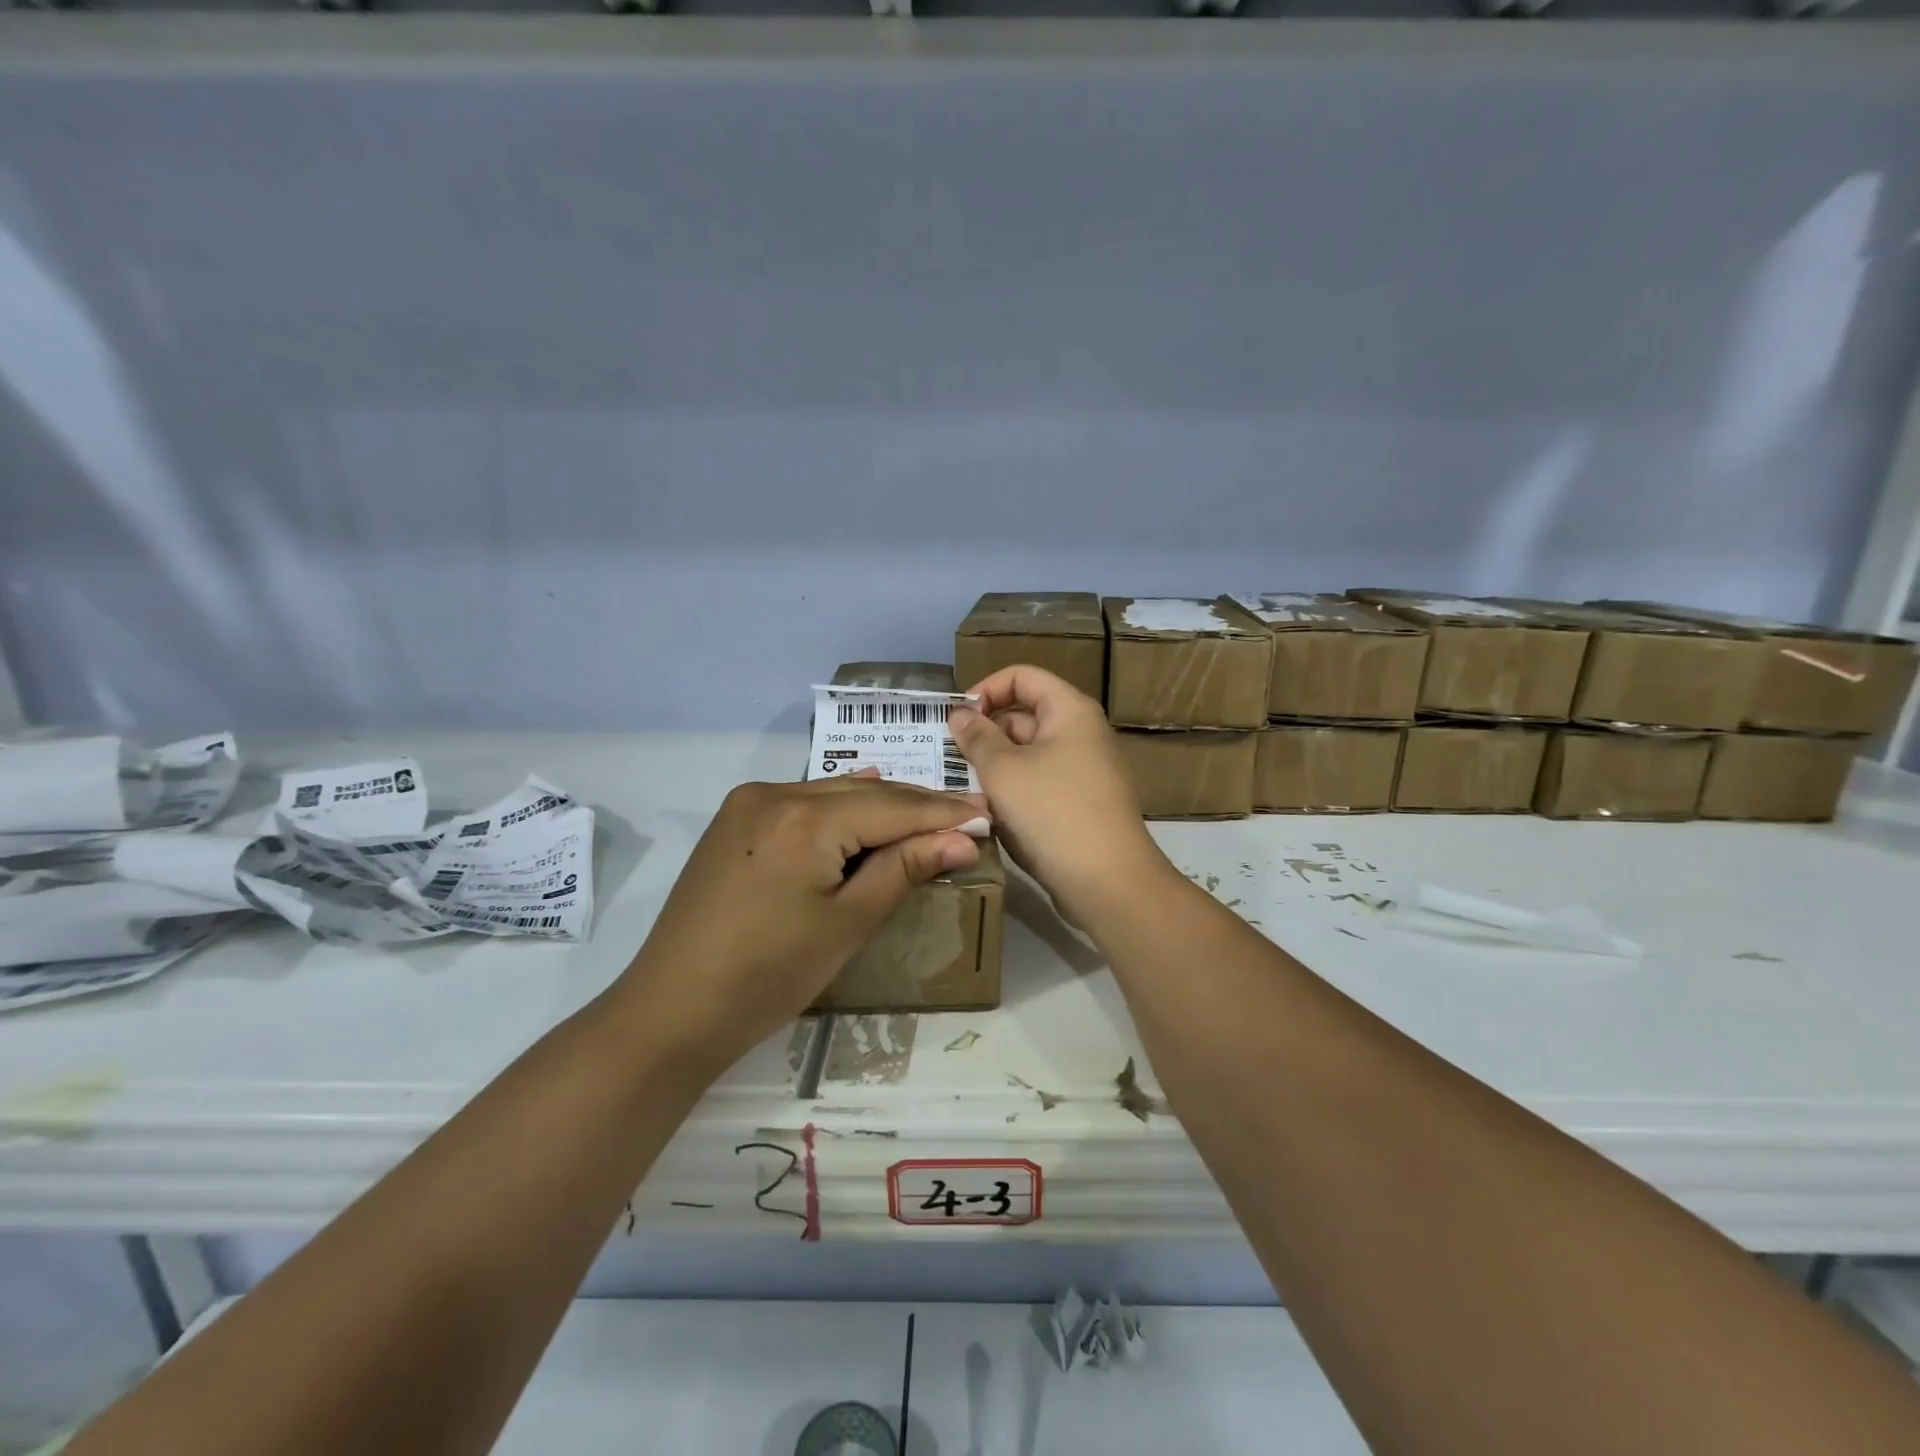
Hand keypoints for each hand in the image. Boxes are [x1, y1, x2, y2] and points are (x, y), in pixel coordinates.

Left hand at [621, 775, 986, 1066]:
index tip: (988, 810)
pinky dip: (840, 807)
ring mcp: (748, 804)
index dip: (943, 812)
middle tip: (968, 811)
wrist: (671, 1010)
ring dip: (880, 805)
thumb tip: (964, 838)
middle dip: (916, 806)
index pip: (892, 808)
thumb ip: (904, 869)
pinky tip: (865, 799)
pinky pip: (803, 802)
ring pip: (833, 793)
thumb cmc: (768, 975)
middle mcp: (774, 793)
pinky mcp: (735, 821)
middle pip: (863, 794)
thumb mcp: (847, 923)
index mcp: (804, 817)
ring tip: (930, 813)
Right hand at [949, 665, 1173, 927]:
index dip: (986, 689)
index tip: (956, 719)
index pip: (1022, 676)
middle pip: (1024, 714)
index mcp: (1069, 710)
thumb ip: (977, 737)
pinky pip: (1039, 783)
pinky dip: (1012, 790)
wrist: (1107, 882)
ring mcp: (1083, 771)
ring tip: (959, 785)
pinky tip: (985, 811)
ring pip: (1028, 754)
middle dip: (985, 731)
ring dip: (994, 765)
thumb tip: (961, 715)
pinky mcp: (1079, 804)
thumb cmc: (1052, 812)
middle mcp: (1080, 733)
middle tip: (947, 757)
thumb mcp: (1003, 770)